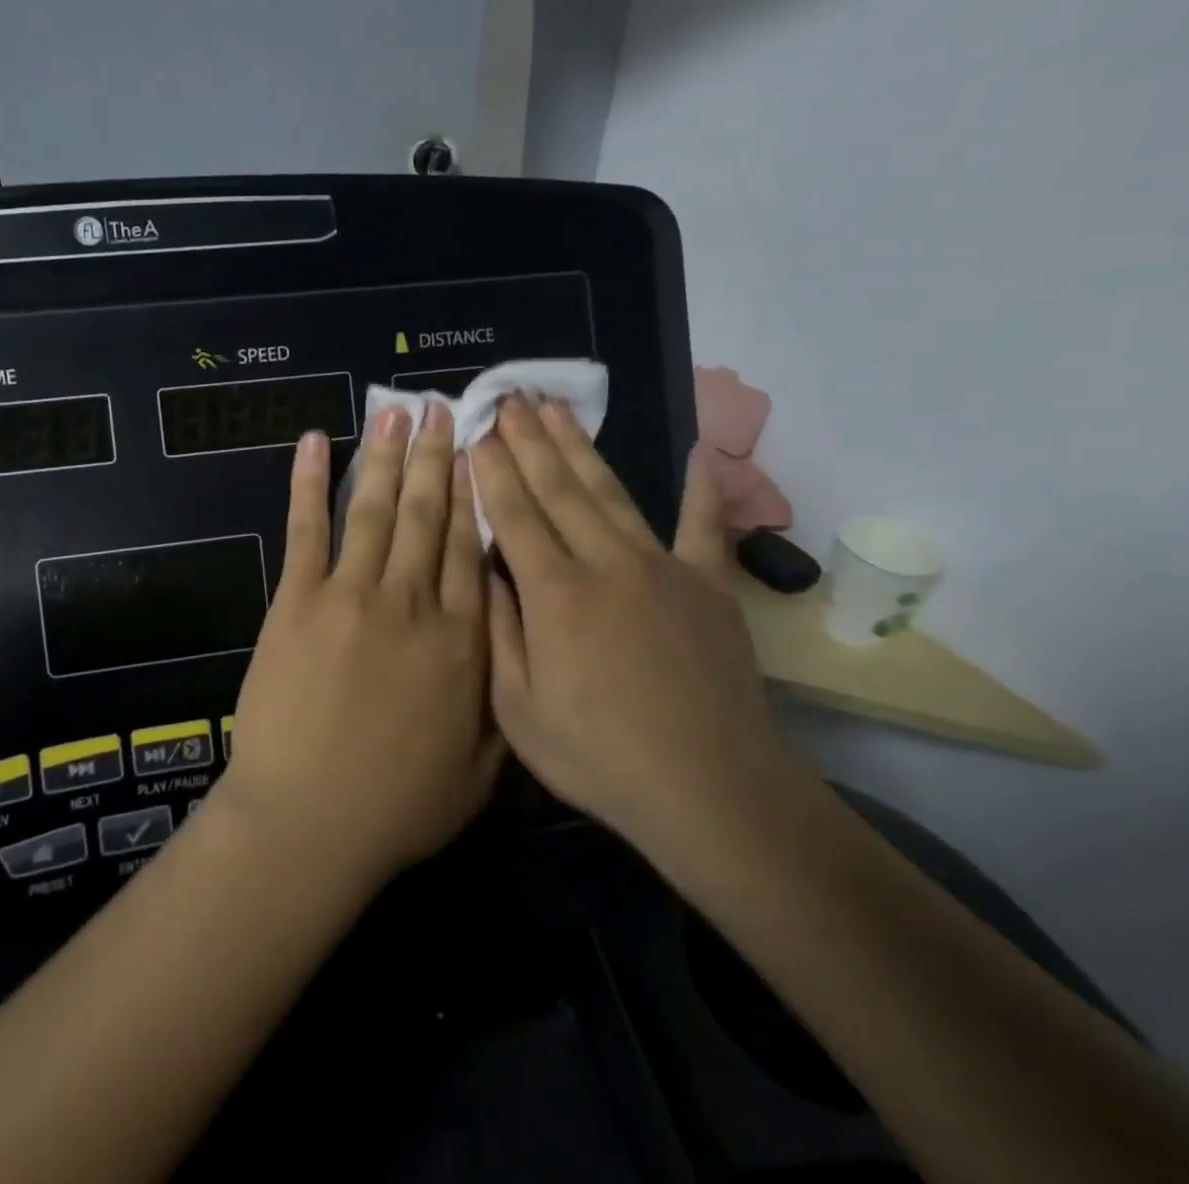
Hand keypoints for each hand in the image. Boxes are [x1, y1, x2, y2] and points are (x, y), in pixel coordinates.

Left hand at [216, 405, 503, 894]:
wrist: (310, 822)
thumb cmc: (399, 806)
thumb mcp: (481, 769)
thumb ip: (502, 700)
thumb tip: (517, 644)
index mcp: (462, 640)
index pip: (474, 548)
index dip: (477, 494)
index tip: (480, 452)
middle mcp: (412, 603)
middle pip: (430, 516)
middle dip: (438, 458)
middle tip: (443, 409)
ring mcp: (351, 595)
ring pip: (377, 511)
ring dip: (388, 457)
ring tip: (398, 412)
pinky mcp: (298, 601)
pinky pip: (307, 530)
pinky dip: (309, 483)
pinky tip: (315, 443)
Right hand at [472, 396, 805, 864]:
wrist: (710, 791)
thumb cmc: (599, 757)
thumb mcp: (518, 709)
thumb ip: (498, 631)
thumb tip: (487, 569)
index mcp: (554, 594)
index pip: (514, 514)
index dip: (492, 469)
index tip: (477, 430)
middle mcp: (606, 564)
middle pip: (559, 488)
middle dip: (529, 440)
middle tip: (510, 397)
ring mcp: (662, 568)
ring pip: (611, 492)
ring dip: (581, 447)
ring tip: (557, 407)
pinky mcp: (708, 585)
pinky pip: (704, 526)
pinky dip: (703, 488)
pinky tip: (699, 450)